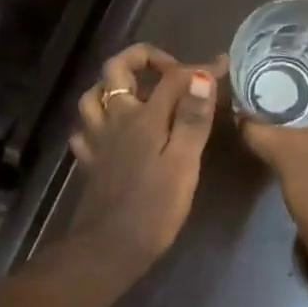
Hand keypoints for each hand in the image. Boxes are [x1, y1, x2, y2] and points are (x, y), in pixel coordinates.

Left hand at [65, 43, 222, 283]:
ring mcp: (98, 140)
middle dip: (142, 58)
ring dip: (114, 86)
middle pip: (116, 70)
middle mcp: (115, 120)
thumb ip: (191, 119)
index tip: (222, 68)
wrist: (109, 248)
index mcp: (143, 118)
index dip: (198, 69)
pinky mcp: (90, 162)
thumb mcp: (183, 165)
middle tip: (170, 71)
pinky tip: (111, 131)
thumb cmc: (153, 209)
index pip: (172, 78)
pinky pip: (86, 128)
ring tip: (139, 93)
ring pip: (94, 95)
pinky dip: (98, 121)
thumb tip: (200, 77)